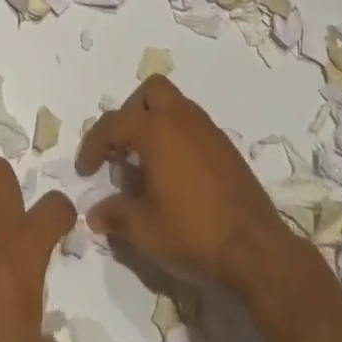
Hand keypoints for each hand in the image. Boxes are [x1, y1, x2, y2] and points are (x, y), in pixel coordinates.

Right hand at [77, 74, 289, 293]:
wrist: (256, 248)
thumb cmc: (193, 233)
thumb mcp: (144, 230)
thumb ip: (115, 215)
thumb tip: (95, 213)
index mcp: (156, 129)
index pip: (113, 124)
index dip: (93, 145)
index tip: (85, 171)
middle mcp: (181, 117)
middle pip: (150, 92)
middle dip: (131, 113)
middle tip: (123, 147)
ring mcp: (207, 129)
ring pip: (174, 105)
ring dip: (156, 123)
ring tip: (147, 163)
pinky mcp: (226, 147)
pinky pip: (192, 126)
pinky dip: (177, 138)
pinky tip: (175, 174)